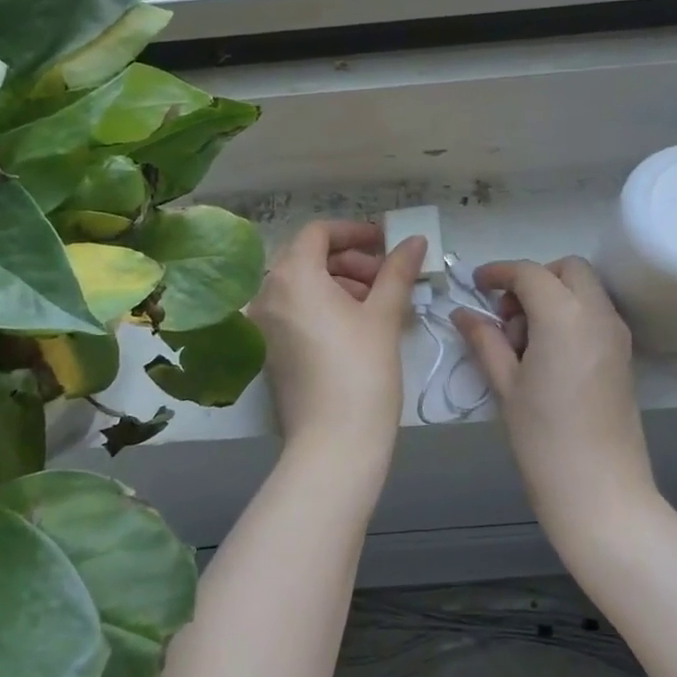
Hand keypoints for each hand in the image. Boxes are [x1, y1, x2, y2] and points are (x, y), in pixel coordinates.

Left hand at [249, 221, 424, 454]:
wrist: (333, 444)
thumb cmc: (362, 370)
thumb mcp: (384, 315)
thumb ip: (397, 271)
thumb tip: (414, 240)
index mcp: (292, 276)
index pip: (318, 233)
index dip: (354, 232)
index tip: (385, 244)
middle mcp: (267, 294)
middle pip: (307, 257)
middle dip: (349, 260)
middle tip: (385, 278)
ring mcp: (262, 324)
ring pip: (301, 285)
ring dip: (338, 283)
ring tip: (376, 303)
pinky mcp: (267, 350)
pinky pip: (293, 310)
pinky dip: (321, 305)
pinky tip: (355, 325)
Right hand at [453, 257, 656, 539]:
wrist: (601, 492)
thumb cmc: (544, 439)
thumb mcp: (506, 385)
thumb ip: (485, 340)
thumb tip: (463, 313)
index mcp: (565, 315)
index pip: (529, 273)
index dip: (499, 273)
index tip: (476, 285)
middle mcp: (598, 314)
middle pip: (568, 270)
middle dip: (534, 278)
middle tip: (507, 315)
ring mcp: (617, 334)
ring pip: (585, 290)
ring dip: (553, 296)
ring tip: (523, 342)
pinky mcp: (624, 355)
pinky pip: (595, 314)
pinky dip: (570, 315)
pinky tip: (546, 355)